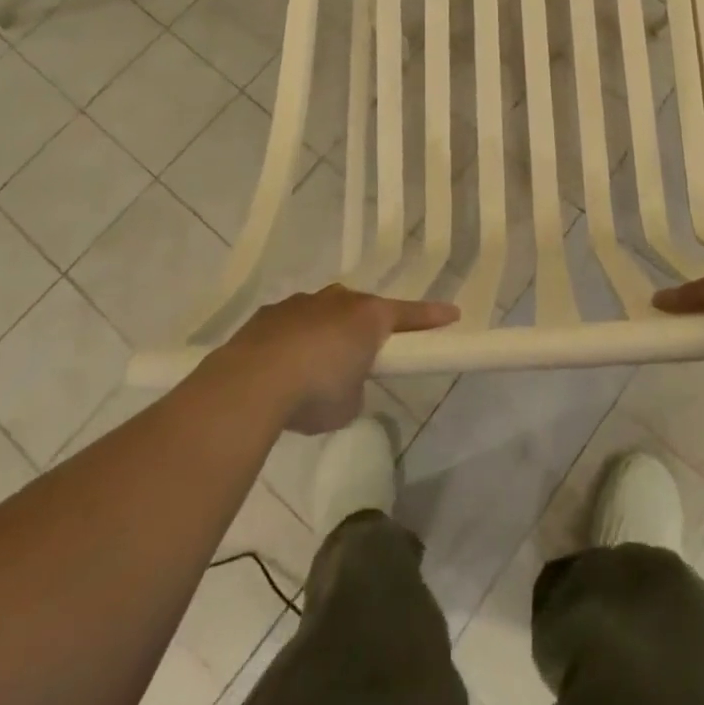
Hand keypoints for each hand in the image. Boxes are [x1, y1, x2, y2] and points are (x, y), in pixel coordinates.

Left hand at [224, 285, 458, 433]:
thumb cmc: (315, 392)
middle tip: (363, 358)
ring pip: (323, 313)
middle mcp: (338, 300)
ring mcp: (301, 303)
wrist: (251, 383)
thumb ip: (355, 388)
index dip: (431, 317)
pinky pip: (291, 326)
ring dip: (325, 335)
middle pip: (362, 309)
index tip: (452, 314)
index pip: (409, 315)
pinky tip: (280, 371)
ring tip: (312, 372)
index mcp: (368, 317)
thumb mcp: (349, 404)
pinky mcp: (268, 315)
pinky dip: (293, 343)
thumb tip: (342, 384)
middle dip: (365, 330)